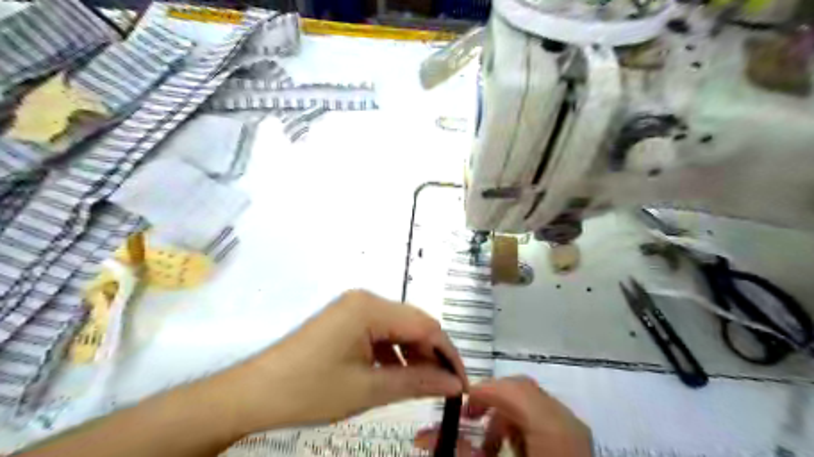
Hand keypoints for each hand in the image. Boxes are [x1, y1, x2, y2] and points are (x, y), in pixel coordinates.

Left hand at [213, 291, 467, 436]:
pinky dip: (393, 353)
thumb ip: (416, 382)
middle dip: (432, 354)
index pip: (426, 326)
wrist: (254, 393)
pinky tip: (395, 373)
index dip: (447, 354)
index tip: (461, 384)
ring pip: (398, 328)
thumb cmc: (310, 390)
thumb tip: (453, 384)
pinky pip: (380, 332)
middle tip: (444, 387)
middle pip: (413, 323)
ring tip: (422, 384)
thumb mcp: (368, 390)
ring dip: (413, 354)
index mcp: (371, 308)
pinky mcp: (345, 320)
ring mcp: (353, 308)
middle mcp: (365, 299)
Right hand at [414, 376, 592, 456]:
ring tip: (487, 445)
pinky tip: (510, 449)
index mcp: (552, 426)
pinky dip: (519, 424)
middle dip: (490, 401)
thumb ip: (462, 452)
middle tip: (468, 420)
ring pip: (530, 400)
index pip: (512, 388)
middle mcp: (566, 419)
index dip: (482, 392)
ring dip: (503, 414)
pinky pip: (541, 415)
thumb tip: (423, 435)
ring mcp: (572, 427)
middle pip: (520, 389)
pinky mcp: (573, 437)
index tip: (459, 409)